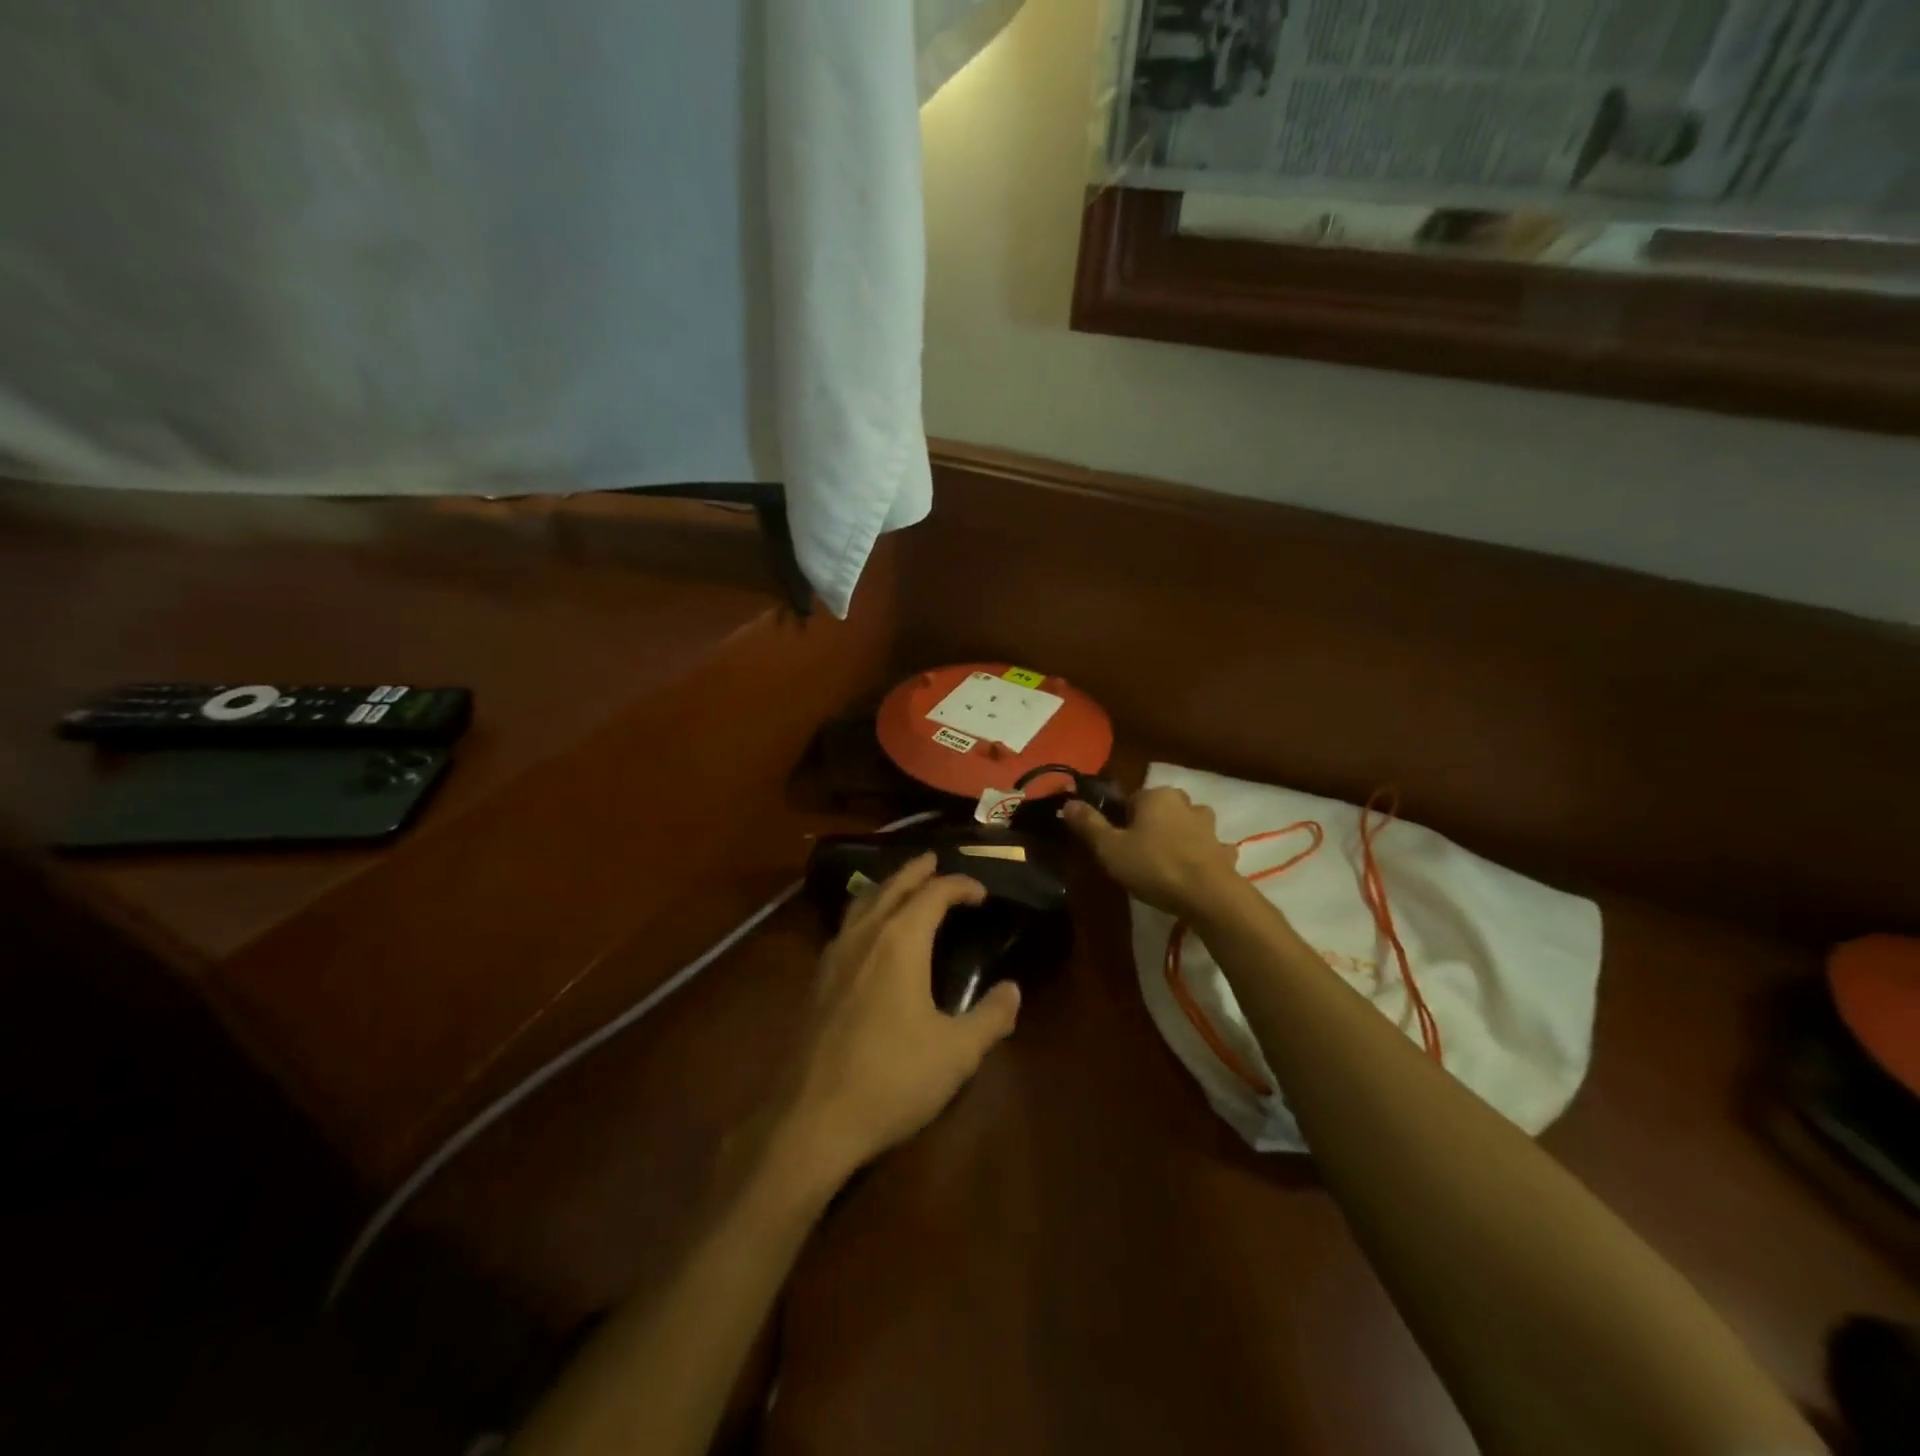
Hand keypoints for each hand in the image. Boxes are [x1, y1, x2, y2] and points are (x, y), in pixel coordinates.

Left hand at [776, 854, 1021, 1189]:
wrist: (811, 1119)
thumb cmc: (892, 1079)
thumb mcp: (956, 1053)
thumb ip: (990, 1017)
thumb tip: (1013, 990)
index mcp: (900, 941)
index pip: (934, 894)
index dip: (960, 885)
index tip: (981, 891)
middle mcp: (864, 936)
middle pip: (892, 886)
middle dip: (916, 870)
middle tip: (935, 860)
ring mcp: (833, 956)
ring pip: (862, 902)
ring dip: (887, 886)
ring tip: (903, 886)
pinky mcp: (816, 980)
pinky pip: (846, 926)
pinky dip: (866, 912)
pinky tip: (870, 935)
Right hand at [1062, 786, 1242, 917]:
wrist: (1209, 896)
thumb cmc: (1154, 866)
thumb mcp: (1110, 848)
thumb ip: (1089, 824)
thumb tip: (1068, 802)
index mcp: (1156, 796)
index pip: (1131, 799)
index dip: (1120, 820)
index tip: (1114, 843)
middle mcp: (1186, 803)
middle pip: (1160, 810)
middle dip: (1150, 826)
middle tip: (1136, 855)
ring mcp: (1209, 827)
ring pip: (1187, 826)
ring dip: (1177, 838)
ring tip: (1164, 864)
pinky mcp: (1224, 851)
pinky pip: (1208, 849)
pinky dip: (1200, 856)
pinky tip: (1192, 874)